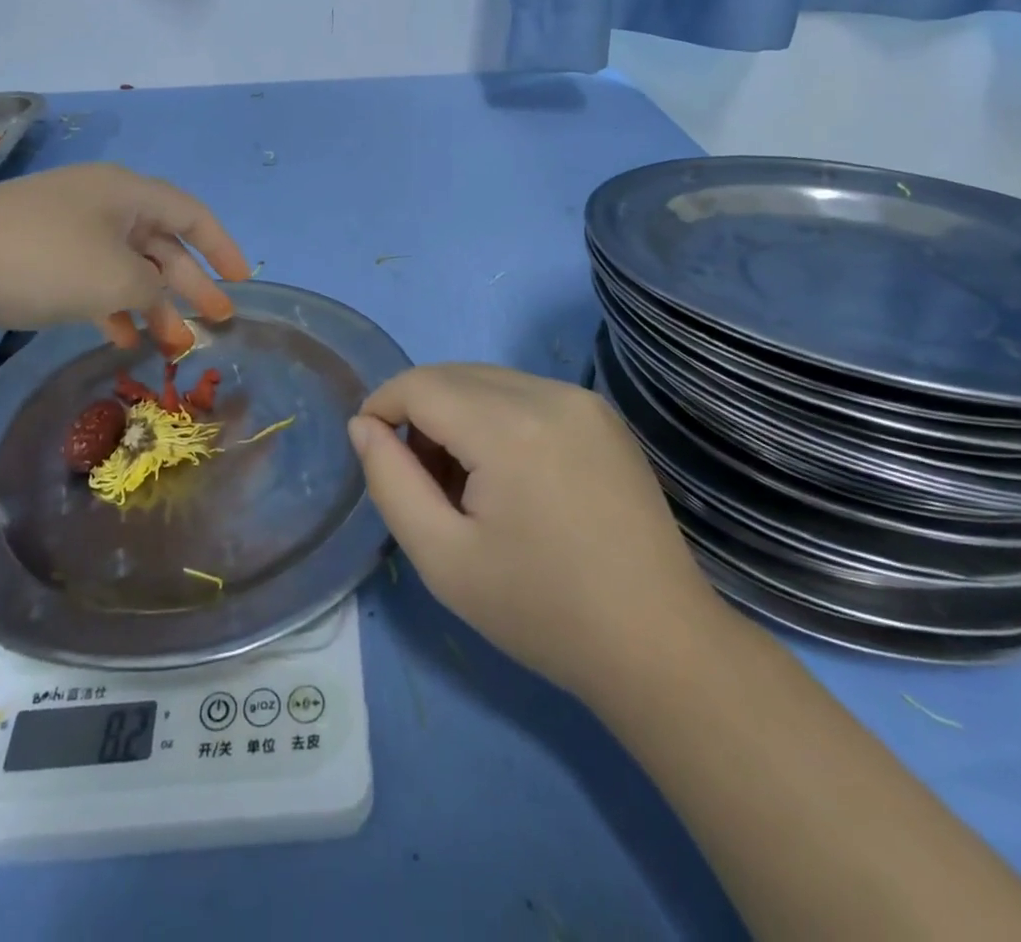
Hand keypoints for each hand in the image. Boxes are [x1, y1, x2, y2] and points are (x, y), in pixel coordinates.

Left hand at [0, 163, 247, 350]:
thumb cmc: (43, 261)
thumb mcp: (116, 277)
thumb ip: (154, 286)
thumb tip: (156, 292)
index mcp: (127, 192)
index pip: (191, 214)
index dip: (222, 247)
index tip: (242, 282)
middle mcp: (102, 202)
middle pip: (161, 243)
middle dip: (190, 285)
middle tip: (216, 322)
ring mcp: (67, 227)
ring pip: (126, 264)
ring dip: (152, 302)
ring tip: (172, 343)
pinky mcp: (38, 252)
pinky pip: (92, 277)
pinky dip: (112, 305)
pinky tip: (121, 337)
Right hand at [349, 364, 730, 705]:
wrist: (657, 644)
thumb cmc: (541, 610)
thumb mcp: (443, 558)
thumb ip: (391, 482)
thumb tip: (363, 425)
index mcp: (509, 427)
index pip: (420, 384)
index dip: (382, 406)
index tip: (370, 449)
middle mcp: (548, 393)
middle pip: (454, 375)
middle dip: (419, 413)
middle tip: (420, 480)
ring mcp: (583, 400)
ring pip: (489, 381)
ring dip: (457, 414)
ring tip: (465, 485)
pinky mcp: (603, 415)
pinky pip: (526, 394)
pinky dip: (496, 418)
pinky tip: (508, 476)